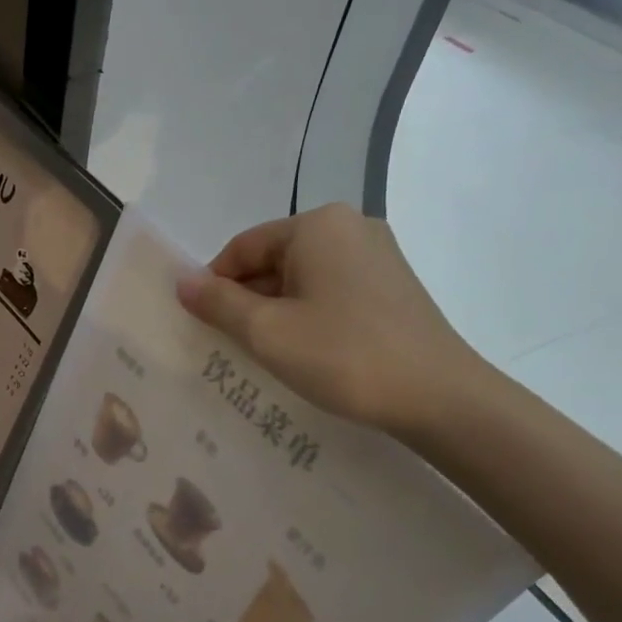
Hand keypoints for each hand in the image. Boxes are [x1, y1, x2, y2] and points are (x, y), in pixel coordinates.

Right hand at [176, 203, 481, 436]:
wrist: (439, 396)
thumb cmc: (343, 355)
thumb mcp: (267, 331)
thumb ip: (218, 303)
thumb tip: (182, 281)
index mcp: (317, 225)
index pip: (243, 247)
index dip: (214, 284)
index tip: (202, 325)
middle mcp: (350, 227)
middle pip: (273, 259)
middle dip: (246, 299)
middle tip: (230, 344)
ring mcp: (377, 255)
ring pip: (302, 278)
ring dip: (275, 311)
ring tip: (266, 354)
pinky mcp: (392, 285)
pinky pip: (331, 291)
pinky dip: (307, 315)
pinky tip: (305, 352)